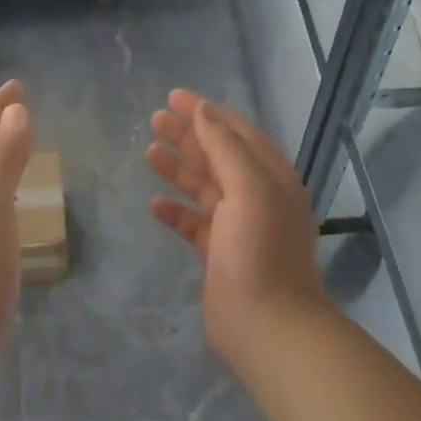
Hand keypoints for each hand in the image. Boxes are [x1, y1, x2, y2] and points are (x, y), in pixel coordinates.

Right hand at [146, 89, 327, 367]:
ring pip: (204, 188)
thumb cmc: (259, 250)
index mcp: (271, 178)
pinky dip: (176, 210)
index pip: (238, 133)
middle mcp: (257, 198)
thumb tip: (205, 110)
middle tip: (154, 119)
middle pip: (219, 156)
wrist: (266, 324)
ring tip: (149, 150)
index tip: (175, 96)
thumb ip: (226, 146)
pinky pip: (194, 224)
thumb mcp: (248, 188)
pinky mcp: (219, 254)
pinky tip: (154, 203)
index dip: (208, 112)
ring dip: (179, 168)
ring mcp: (238, 227)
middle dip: (189, 136)